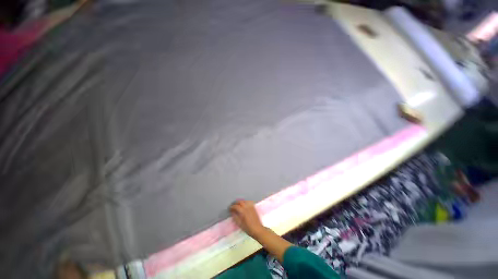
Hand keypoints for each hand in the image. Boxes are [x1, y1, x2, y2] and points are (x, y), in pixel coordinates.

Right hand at [229, 200, 265, 237]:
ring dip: (240, 202)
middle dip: (236, 203)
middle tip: (233, 206)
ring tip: (237, 205)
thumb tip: (232, 212)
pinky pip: (248, 202)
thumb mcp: (240, 224)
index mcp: (243, 211)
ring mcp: (251, 206)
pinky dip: (245, 202)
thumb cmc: (248, 228)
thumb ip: (235, 217)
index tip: (229, 208)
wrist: (257, 229)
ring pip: (244, 201)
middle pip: (240, 202)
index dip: (232, 207)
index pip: (236, 206)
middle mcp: (247, 207)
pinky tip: (244, 204)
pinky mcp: (253, 207)